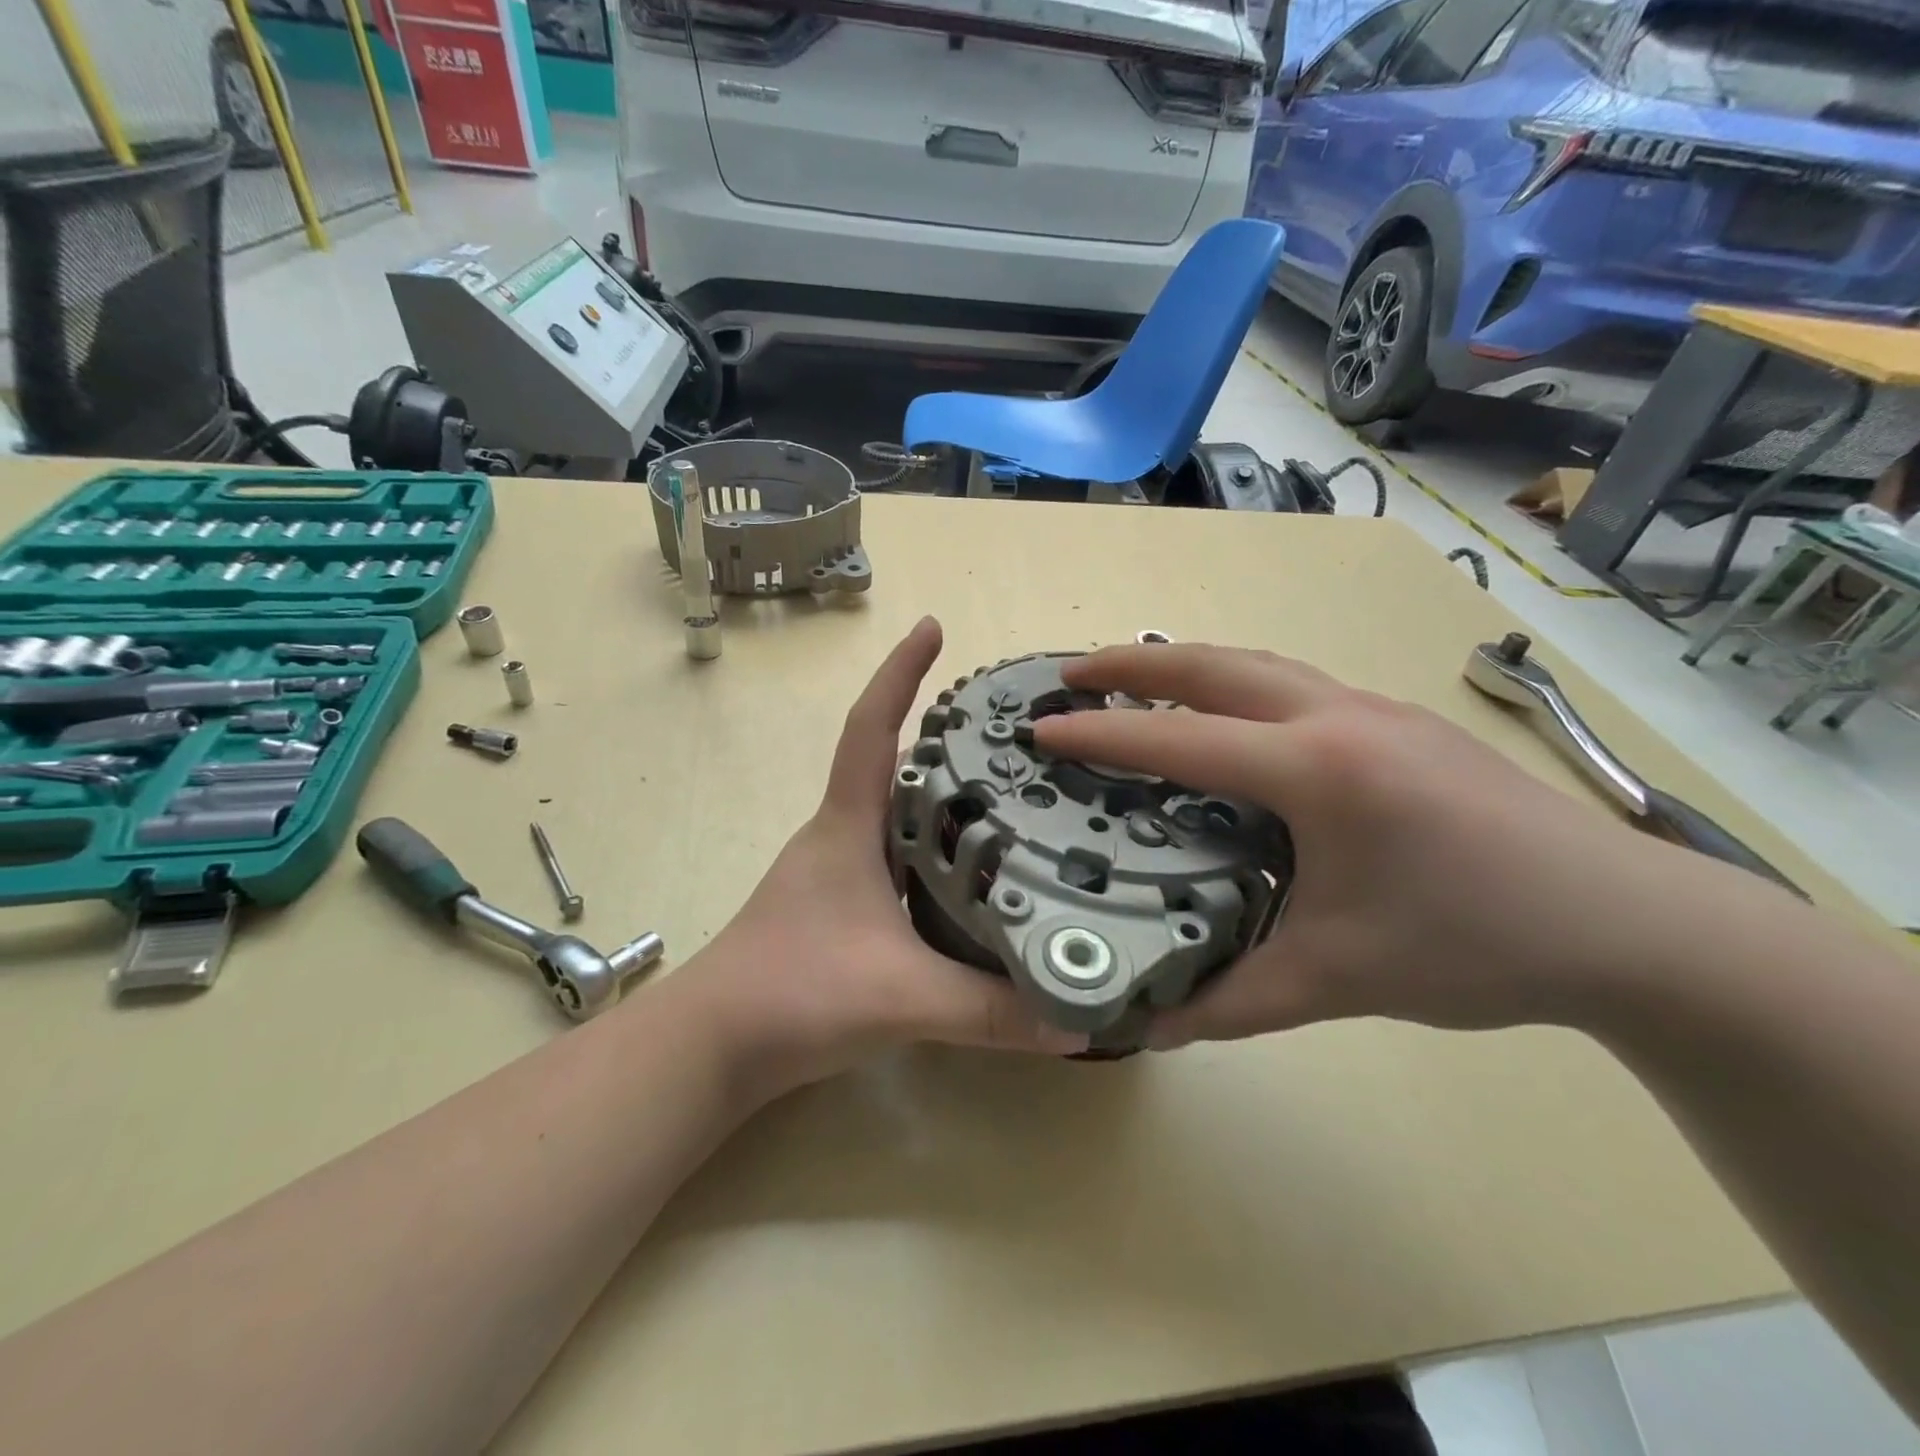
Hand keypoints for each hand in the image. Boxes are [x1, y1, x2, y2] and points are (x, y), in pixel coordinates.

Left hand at [680, 618, 1085, 1097]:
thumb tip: (1077, 1021)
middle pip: (893, 763)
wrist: (712, 1046)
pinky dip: (932, 848)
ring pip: (896, 812)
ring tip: (1008, 791)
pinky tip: (971, 872)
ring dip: (941, 794)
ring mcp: (837, 871)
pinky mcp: (840, 907)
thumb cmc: (792, 993)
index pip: (870, 728)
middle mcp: (841, 834)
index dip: (899, 673)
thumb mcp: (900, 996)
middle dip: (944, 736)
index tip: (932, 627)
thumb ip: (988, 1010)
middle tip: (1011, 729)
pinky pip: (896, 856)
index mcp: (847, 826)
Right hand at [1033, 643, 1707, 1046]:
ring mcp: (1374, 708)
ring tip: (1134, 678)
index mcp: (1315, 771)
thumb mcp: (1335, 981)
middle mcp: (1337, 717)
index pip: (1180, 741)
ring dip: (1185, 664)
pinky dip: (1235, 683)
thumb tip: (1145, 1028)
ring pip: (1256, 664)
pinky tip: (1228, 716)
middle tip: (1072, 673)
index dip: (1101, 735)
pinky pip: (1292, 683)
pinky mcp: (1399, 720)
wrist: (1632, 925)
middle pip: (1212, 666)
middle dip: (1132, 663)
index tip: (1040, 728)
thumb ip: (1230, 1003)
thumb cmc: (1476, 945)